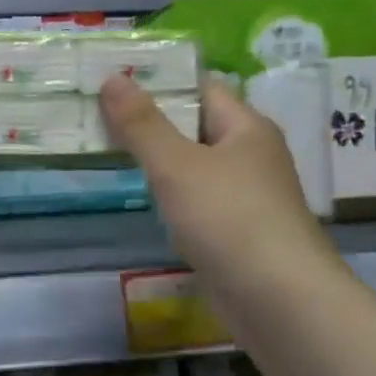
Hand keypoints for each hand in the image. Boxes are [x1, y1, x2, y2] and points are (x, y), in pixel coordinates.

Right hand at [99, 75, 338, 289]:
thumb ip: (142, 124)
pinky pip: (199, 201)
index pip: (201, 88)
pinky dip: (172, 196)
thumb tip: (112, 78)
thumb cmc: (229, 219)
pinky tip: (146, 202)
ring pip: (196, 167)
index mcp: (246, 128)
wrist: (277, 298)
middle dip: (152, 122)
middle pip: (197, 127)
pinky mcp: (239, 232)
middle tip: (98, 118)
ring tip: (110, 154)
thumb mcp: (176, 166)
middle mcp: (252, 156)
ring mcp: (248, 196)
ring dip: (160, 161)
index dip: (160, 82)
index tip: (113, 82)